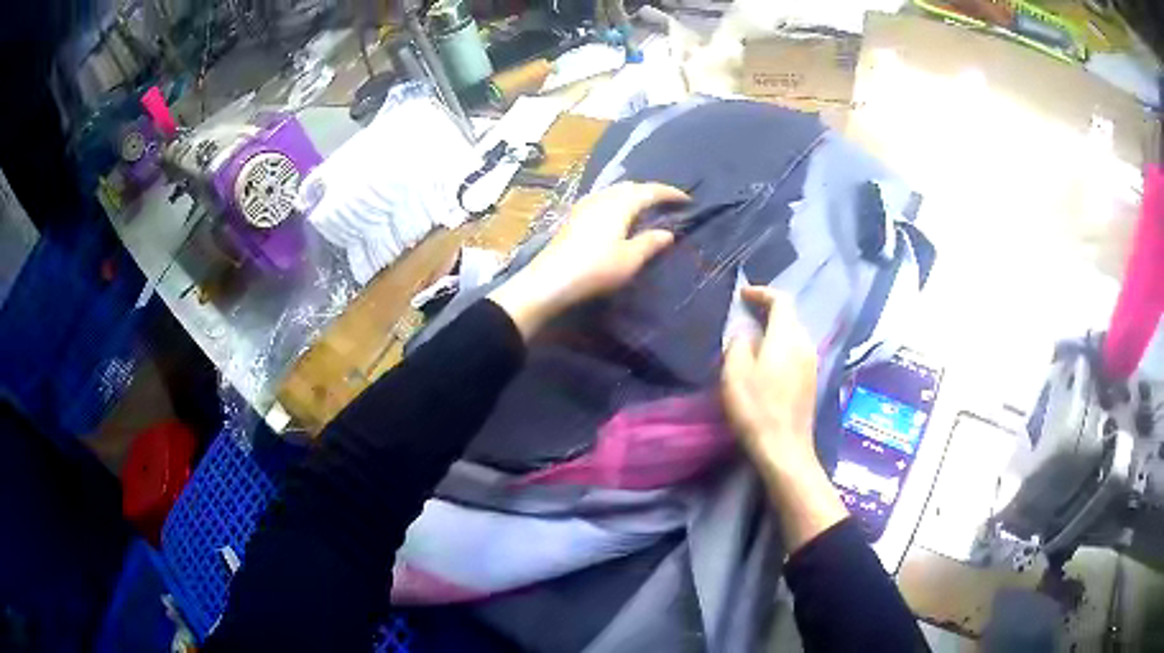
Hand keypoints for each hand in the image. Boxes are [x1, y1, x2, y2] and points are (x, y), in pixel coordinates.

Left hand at [488, 182, 688, 338]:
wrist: (550, 280)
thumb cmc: (596, 269)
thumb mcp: (630, 259)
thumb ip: (650, 243)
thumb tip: (668, 233)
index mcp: (620, 204)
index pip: (650, 190)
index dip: (670, 193)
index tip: (687, 199)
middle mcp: (603, 198)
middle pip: (631, 186)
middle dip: (651, 191)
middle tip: (666, 202)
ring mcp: (585, 206)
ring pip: (615, 191)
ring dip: (632, 195)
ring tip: (645, 208)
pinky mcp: (574, 217)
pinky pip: (603, 200)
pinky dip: (618, 202)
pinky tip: (617, 215)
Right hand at [722, 286, 847, 552]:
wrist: (784, 448)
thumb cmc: (757, 408)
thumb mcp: (736, 372)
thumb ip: (738, 343)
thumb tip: (744, 333)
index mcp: (787, 336)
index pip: (781, 300)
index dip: (762, 293)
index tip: (743, 296)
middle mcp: (805, 343)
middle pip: (789, 316)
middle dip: (767, 311)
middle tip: (743, 316)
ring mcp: (811, 363)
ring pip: (793, 335)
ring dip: (774, 330)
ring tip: (752, 339)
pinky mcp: (811, 380)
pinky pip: (795, 351)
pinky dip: (780, 347)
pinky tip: (766, 363)